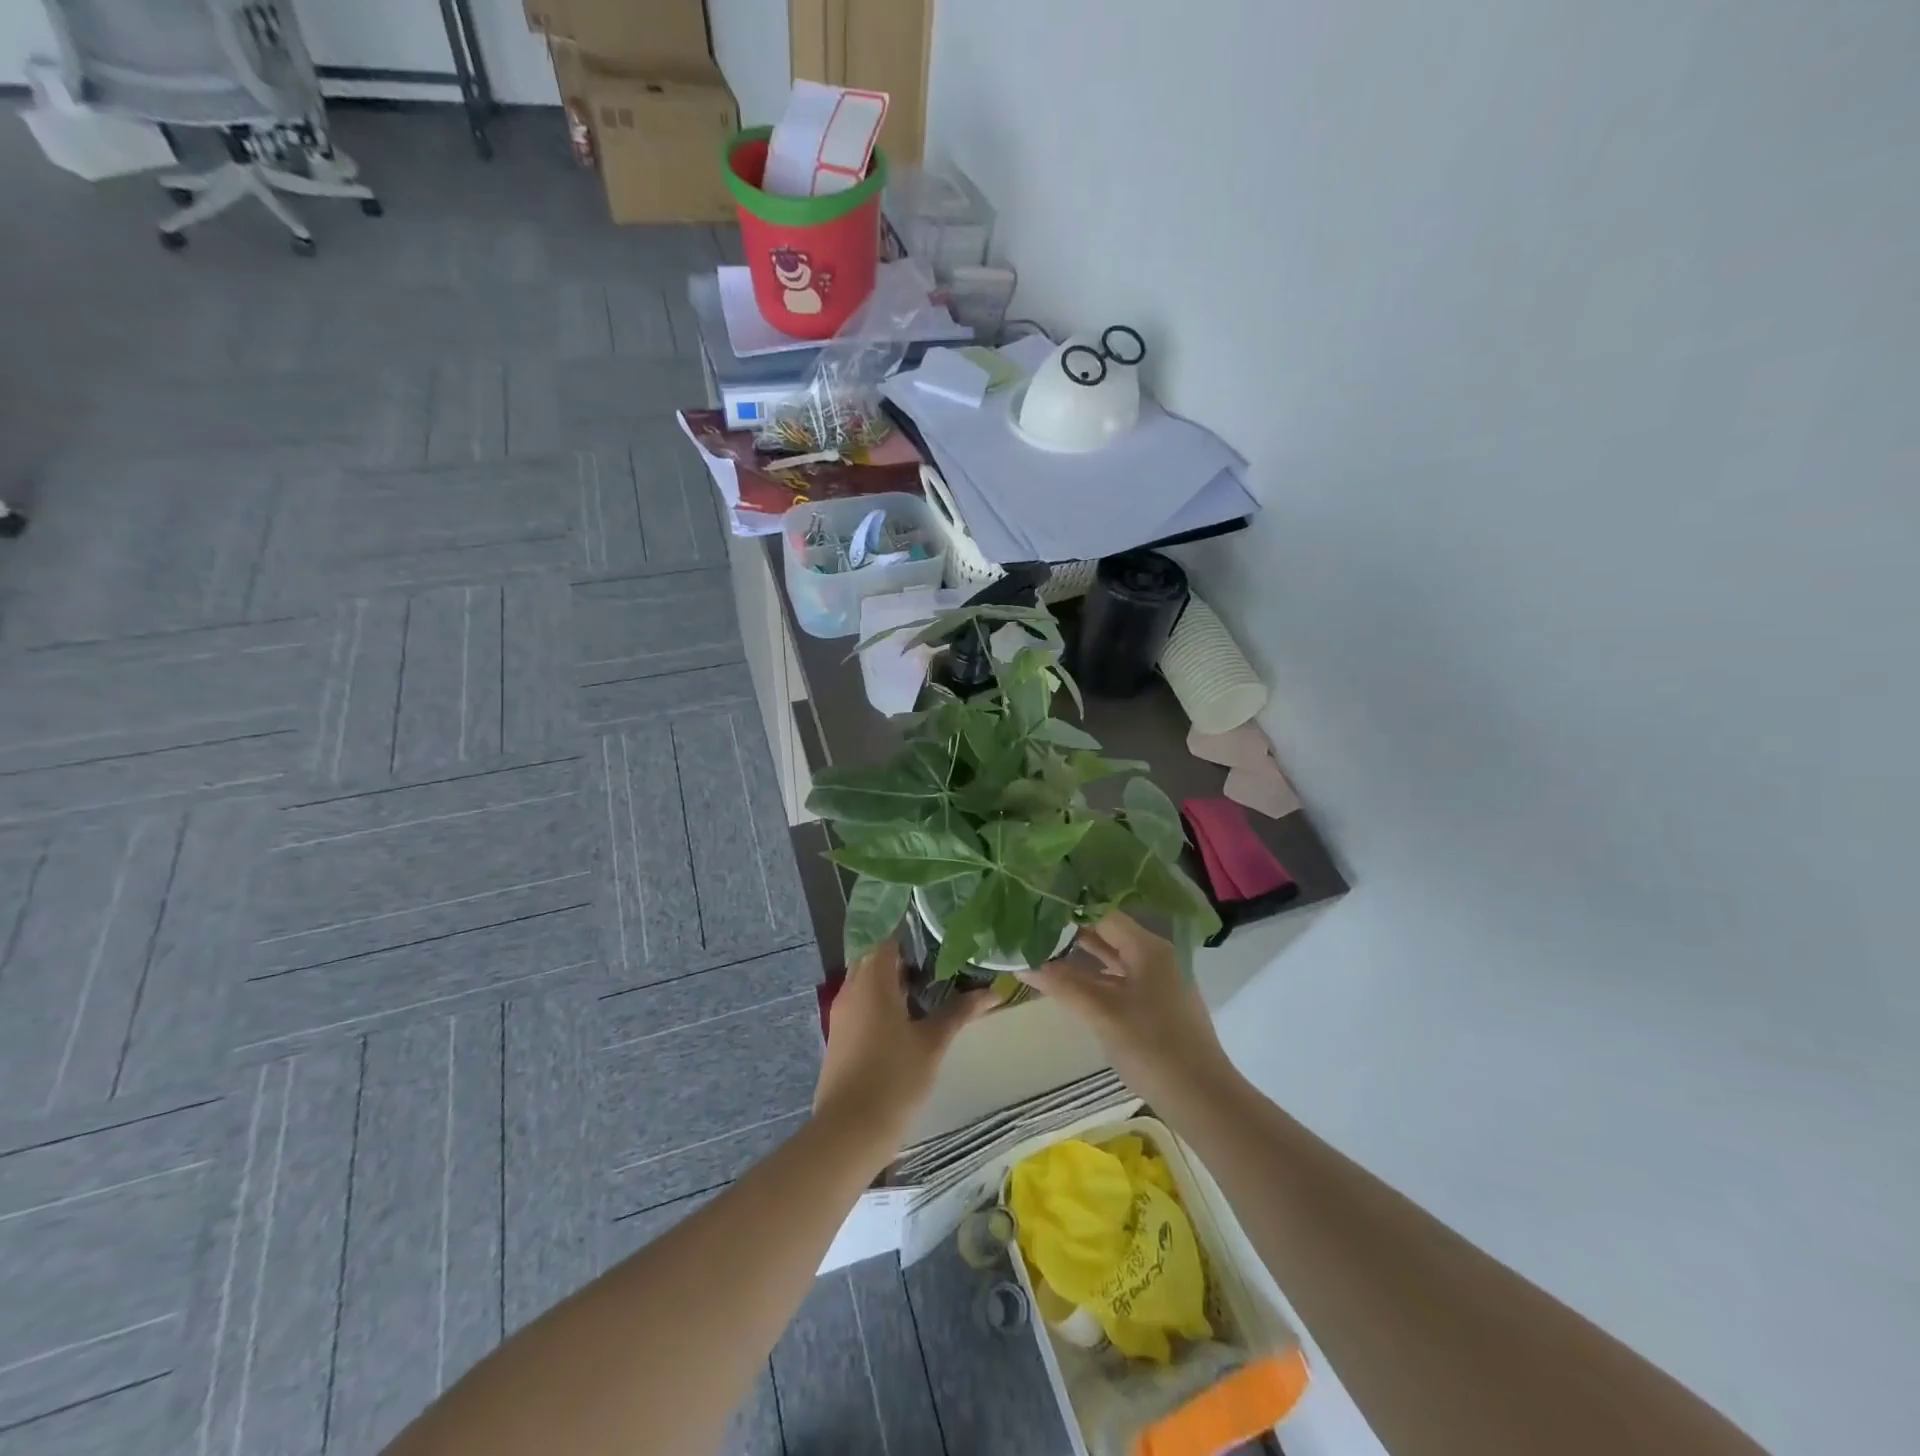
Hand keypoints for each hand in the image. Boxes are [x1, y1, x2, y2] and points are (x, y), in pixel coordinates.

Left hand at [813, 941, 991, 1154]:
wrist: (848, 1132)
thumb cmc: (894, 1079)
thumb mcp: (932, 1044)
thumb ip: (959, 1012)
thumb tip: (994, 991)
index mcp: (873, 980)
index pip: (887, 935)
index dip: (910, 927)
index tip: (937, 924)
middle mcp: (852, 987)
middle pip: (876, 954)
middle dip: (905, 952)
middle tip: (940, 952)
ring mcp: (842, 1012)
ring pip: (867, 978)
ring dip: (893, 976)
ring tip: (929, 979)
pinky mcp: (840, 1033)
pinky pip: (861, 999)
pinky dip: (882, 996)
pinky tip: (907, 1011)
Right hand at [1016, 912, 1242, 1114]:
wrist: (1201, 1099)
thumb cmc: (1151, 1046)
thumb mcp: (1102, 1013)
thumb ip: (1062, 984)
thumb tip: (1021, 962)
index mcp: (1148, 948)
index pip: (1103, 915)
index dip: (1070, 913)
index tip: (1036, 911)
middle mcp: (1156, 957)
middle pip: (1108, 936)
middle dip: (1071, 936)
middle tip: (1032, 932)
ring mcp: (1158, 982)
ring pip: (1113, 961)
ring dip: (1080, 960)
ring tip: (1041, 955)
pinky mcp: (1157, 1006)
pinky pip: (1120, 981)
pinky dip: (1095, 980)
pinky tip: (1068, 986)